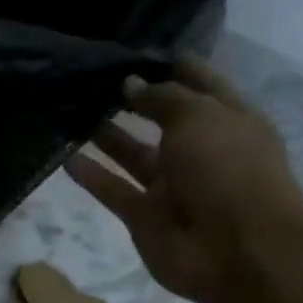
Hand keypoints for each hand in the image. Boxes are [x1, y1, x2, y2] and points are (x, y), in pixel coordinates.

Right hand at [67, 56, 302, 302]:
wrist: (238, 251)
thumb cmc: (229, 170)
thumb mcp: (199, 117)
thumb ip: (162, 98)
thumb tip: (130, 84)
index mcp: (227, 120)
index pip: (199, 84)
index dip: (171, 66)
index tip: (134, 51)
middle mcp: (199, 150)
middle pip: (161, 119)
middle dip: (132, 100)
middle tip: (91, 80)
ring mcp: (172, 186)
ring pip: (133, 155)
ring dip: (106, 136)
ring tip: (72, 111)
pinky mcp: (145, 217)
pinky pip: (114, 190)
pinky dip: (91, 175)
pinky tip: (64, 156)